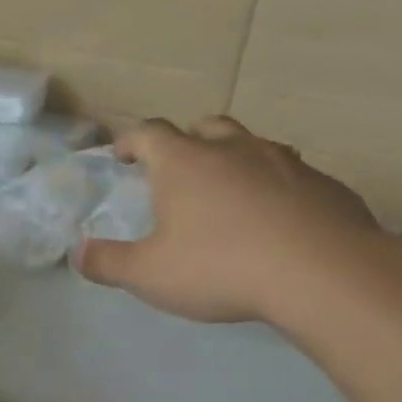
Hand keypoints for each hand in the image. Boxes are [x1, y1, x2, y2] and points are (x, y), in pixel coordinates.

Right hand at [73, 117, 390, 326]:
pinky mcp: (324, 184)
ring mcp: (284, 162)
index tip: (121, 155)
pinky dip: (274, 187)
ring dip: (233, 160)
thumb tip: (76, 253)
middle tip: (177, 170)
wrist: (323, 274)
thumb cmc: (220, 267)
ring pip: (251, 145)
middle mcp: (233, 149)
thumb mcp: (148, 275)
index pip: (148, 132)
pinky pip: (290, 174)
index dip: (129, 141)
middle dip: (185, 141)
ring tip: (227, 194)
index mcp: (184, 162)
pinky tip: (275, 220)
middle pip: (204, 126)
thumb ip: (107, 263)